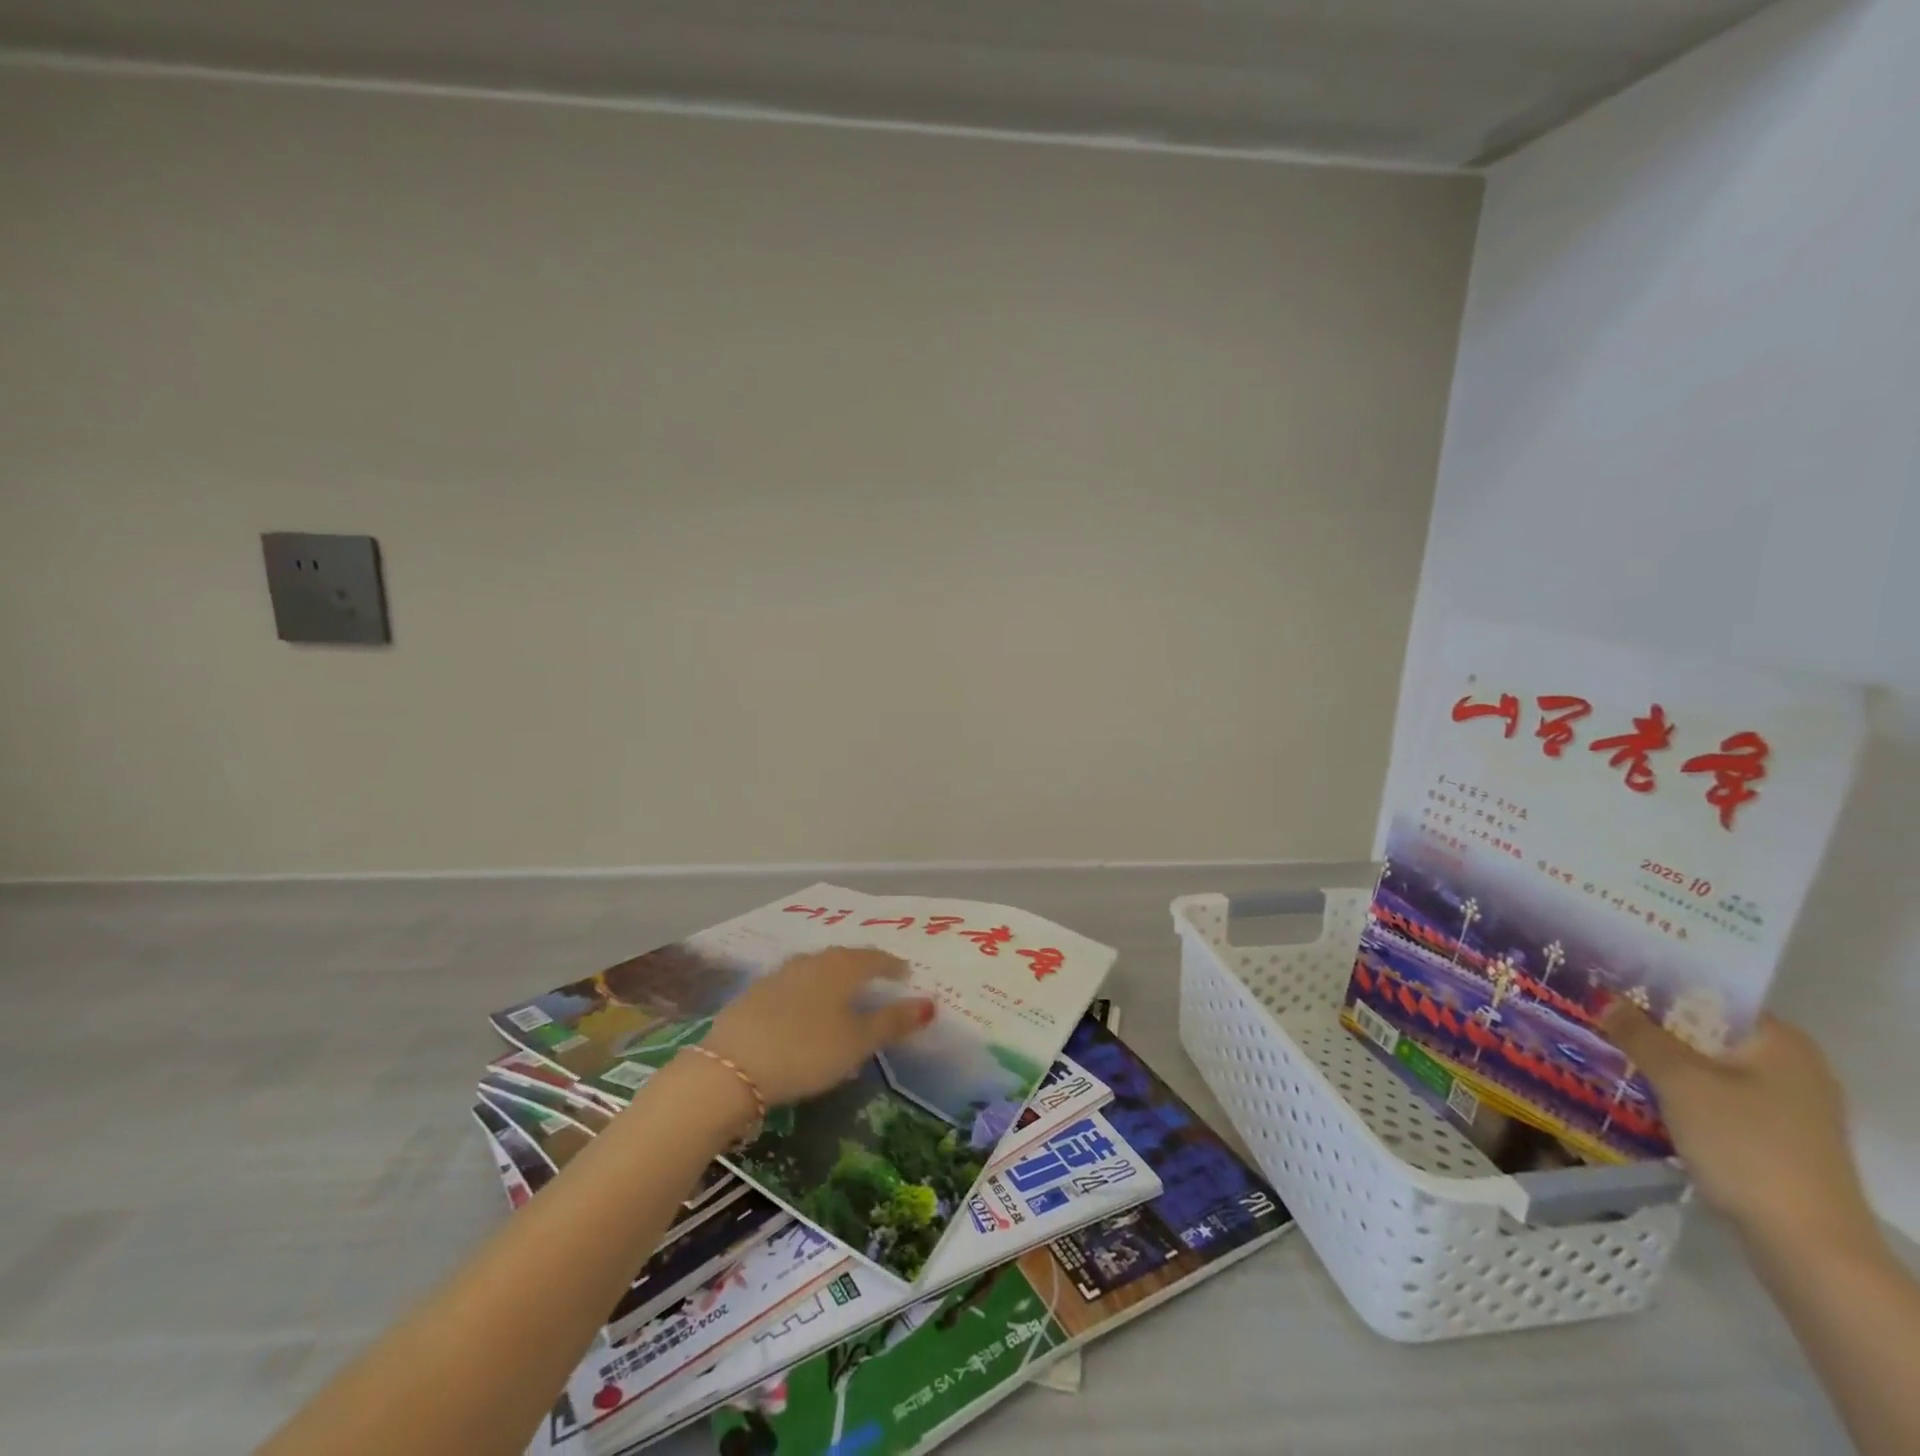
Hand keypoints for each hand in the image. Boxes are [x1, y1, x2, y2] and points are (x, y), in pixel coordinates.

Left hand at [702, 947, 934, 1106]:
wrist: (731, 1068)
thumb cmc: (806, 1052)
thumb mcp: (857, 1043)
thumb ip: (893, 1022)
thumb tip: (930, 1003)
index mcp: (840, 968)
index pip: (874, 958)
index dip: (892, 966)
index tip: (905, 974)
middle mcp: (811, 962)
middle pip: (844, 957)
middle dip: (863, 965)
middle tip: (877, 978)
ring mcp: (779, 975)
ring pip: (816, 968)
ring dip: (833, 976)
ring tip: (842, 991)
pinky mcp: (754, 993)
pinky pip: (792, 983)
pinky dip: (807, 990)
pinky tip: (803, 1006)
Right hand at [1602, 1002, 1874, 1247]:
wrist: (1805, 1243)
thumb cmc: (1745, 1145)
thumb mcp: (1680, 1081)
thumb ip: (1640, 1035)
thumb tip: (1606, 998)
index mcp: (1782, 1042)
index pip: (1712, 996)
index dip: (1660, 986)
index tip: (1611, 981)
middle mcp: (1793, 1066)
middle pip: (1709, 1031)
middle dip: (1655, 1024)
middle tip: (1598, 1011)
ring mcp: (1790, 1106)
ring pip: (1710, 1065)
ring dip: (1664, 1058)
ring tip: (1608, 1046)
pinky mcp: (1776, 1136)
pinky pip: (1718, 1095)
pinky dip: (1682, 1089)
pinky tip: (1642, 1090)